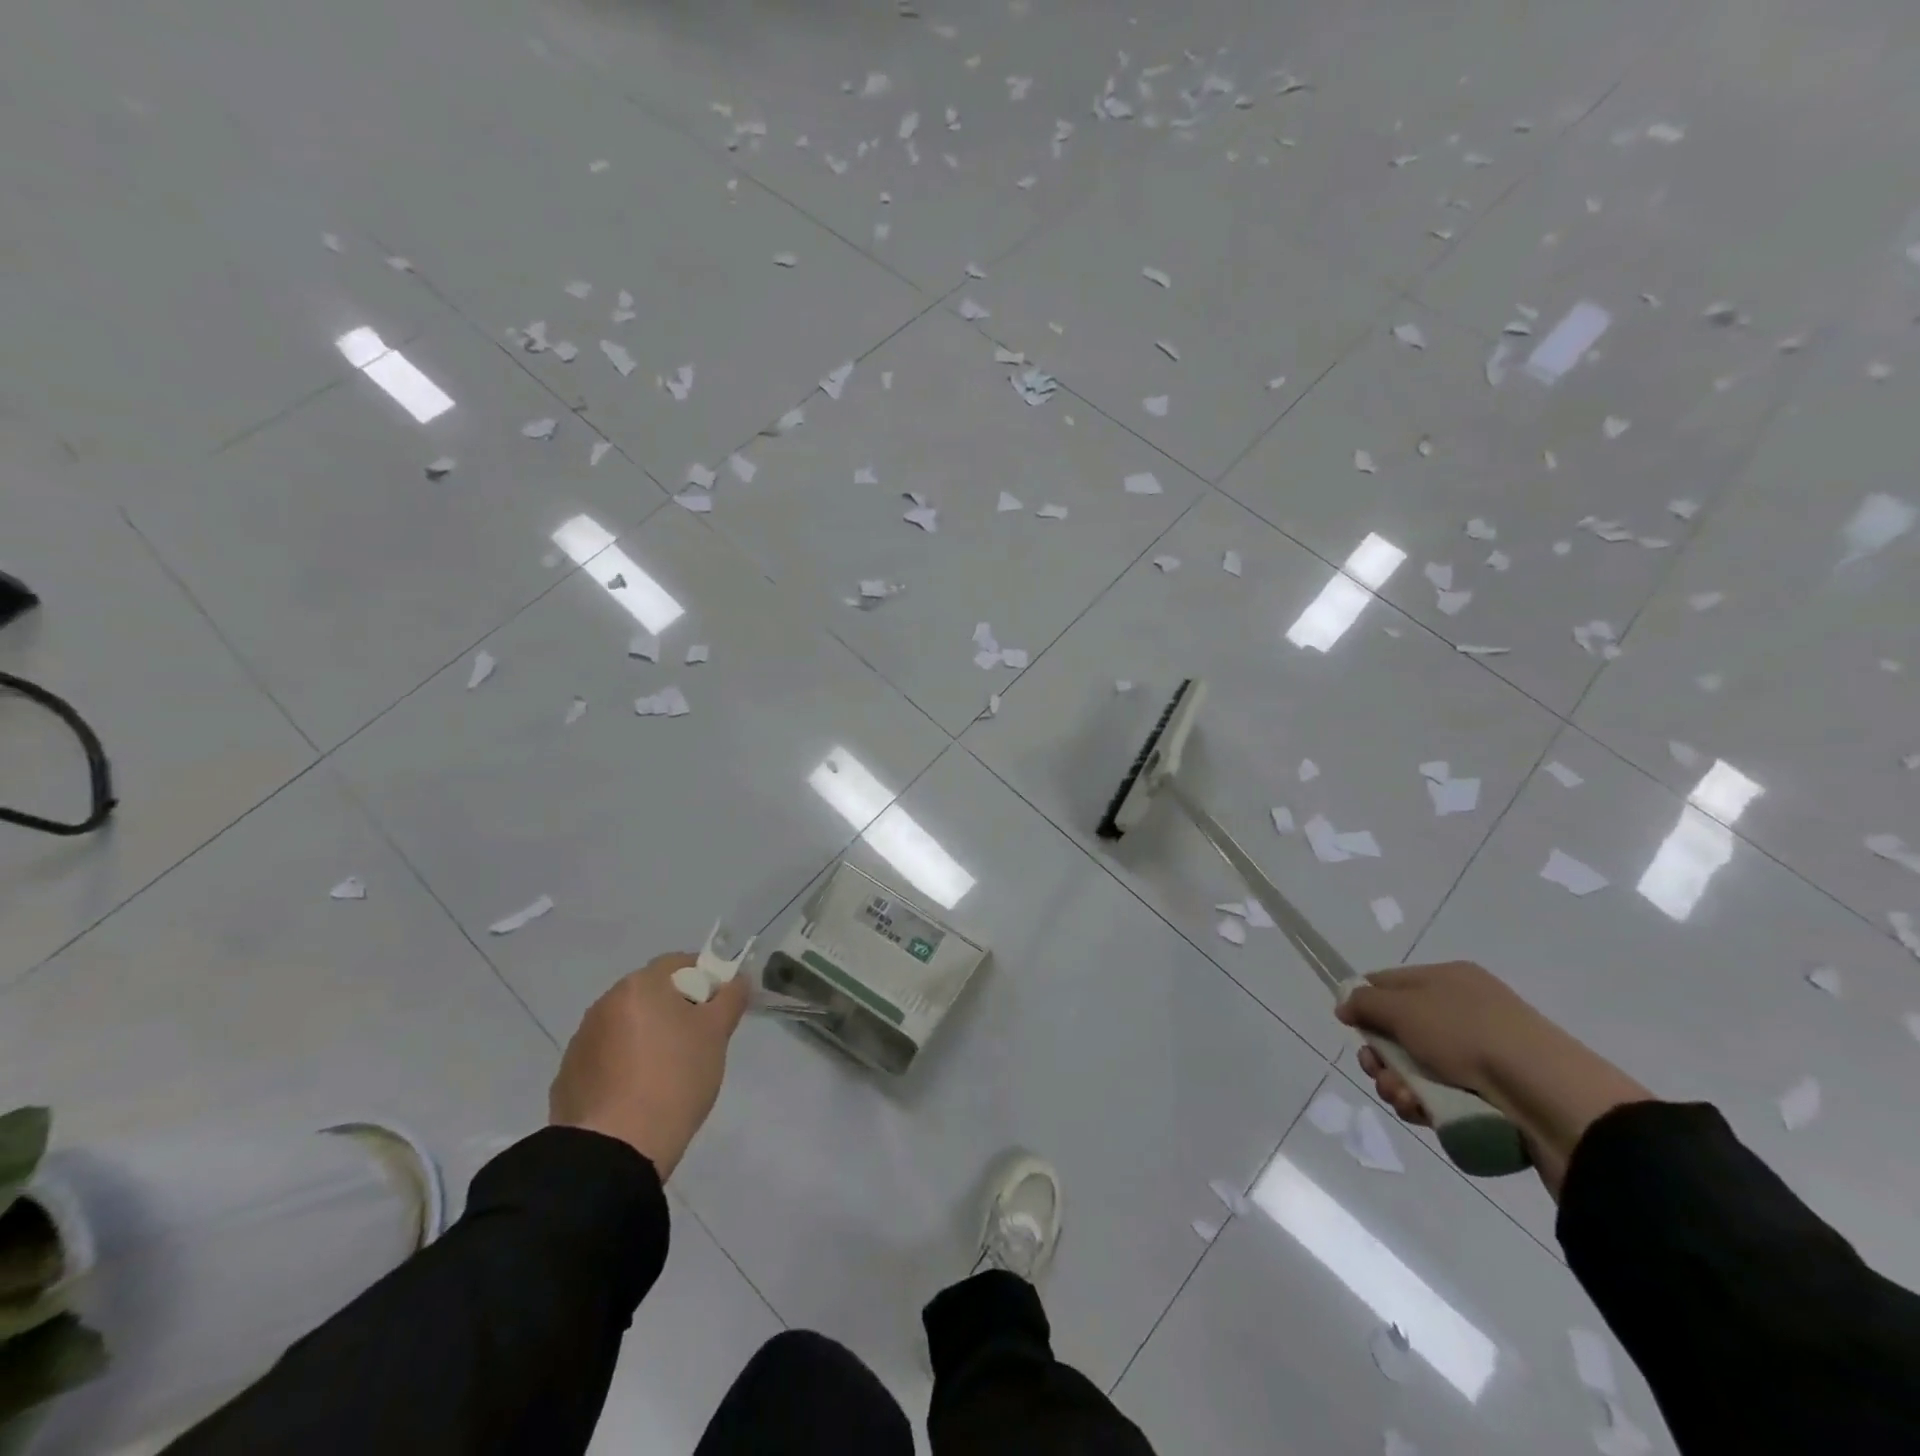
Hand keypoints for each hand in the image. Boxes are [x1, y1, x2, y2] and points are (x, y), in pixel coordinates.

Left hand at [549, 952, 747, 1178]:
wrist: (614, 1149)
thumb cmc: (674, 1078)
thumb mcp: (716, 1034)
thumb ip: (730, 998)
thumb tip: (737, 979)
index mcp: (639, 986)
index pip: (679, 963)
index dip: (704, 979)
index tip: (717, 1010)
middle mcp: (605, 1004)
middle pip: (651, 994)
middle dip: (675, 1010)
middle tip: (698, 1043)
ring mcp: (582, 1041)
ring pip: (627, 1026)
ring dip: (647, 1038)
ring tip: (666, 1075)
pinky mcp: (568, 1077)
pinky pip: (606, 1059)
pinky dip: (623, 1066)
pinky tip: (637, 1096)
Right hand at [1338, 961, 1650, 1198]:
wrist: (1550, 1097)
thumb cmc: (1468, 1035)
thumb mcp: (1404, 1008)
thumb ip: (1365, 1003)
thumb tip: (1345, 1004)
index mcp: (1447, 980)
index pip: (1388, 983)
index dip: (1364, 1003)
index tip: (1351, 1027)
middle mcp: (1463, 1012)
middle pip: (1398, 1032)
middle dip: (1380, 1057)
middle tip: (1378, 1072)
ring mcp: (1480, 1056)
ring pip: (1417, 1070)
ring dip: (1398, 1085)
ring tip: (1405, 1100)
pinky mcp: (1492, 1096)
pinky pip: (1441, 1097)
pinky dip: (1425, 1106)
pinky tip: (1423, 1114)